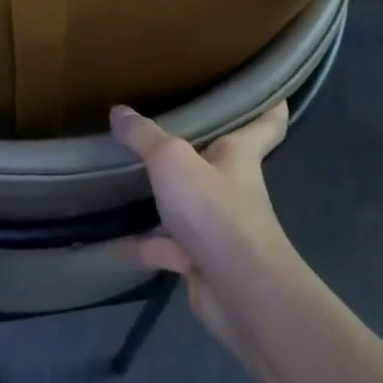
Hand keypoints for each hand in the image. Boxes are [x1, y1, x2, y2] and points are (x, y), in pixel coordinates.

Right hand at [110, 102, 306, 366]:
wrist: (240, 293)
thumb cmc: (216, 212)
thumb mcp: (172, 161)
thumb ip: (144, 136)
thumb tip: (119, 111)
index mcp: (239, 155)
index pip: (267, 123)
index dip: (270, 104)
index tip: (269, 88)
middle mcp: (233, 187)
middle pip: (220, 160)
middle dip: (199, 145)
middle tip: (168, 122)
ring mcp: (218, 227)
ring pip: (188, 204)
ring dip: (163, 197)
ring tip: (127, 179)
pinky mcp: (201, 261)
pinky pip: (166, 247)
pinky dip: (142, 246)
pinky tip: (112, 242)